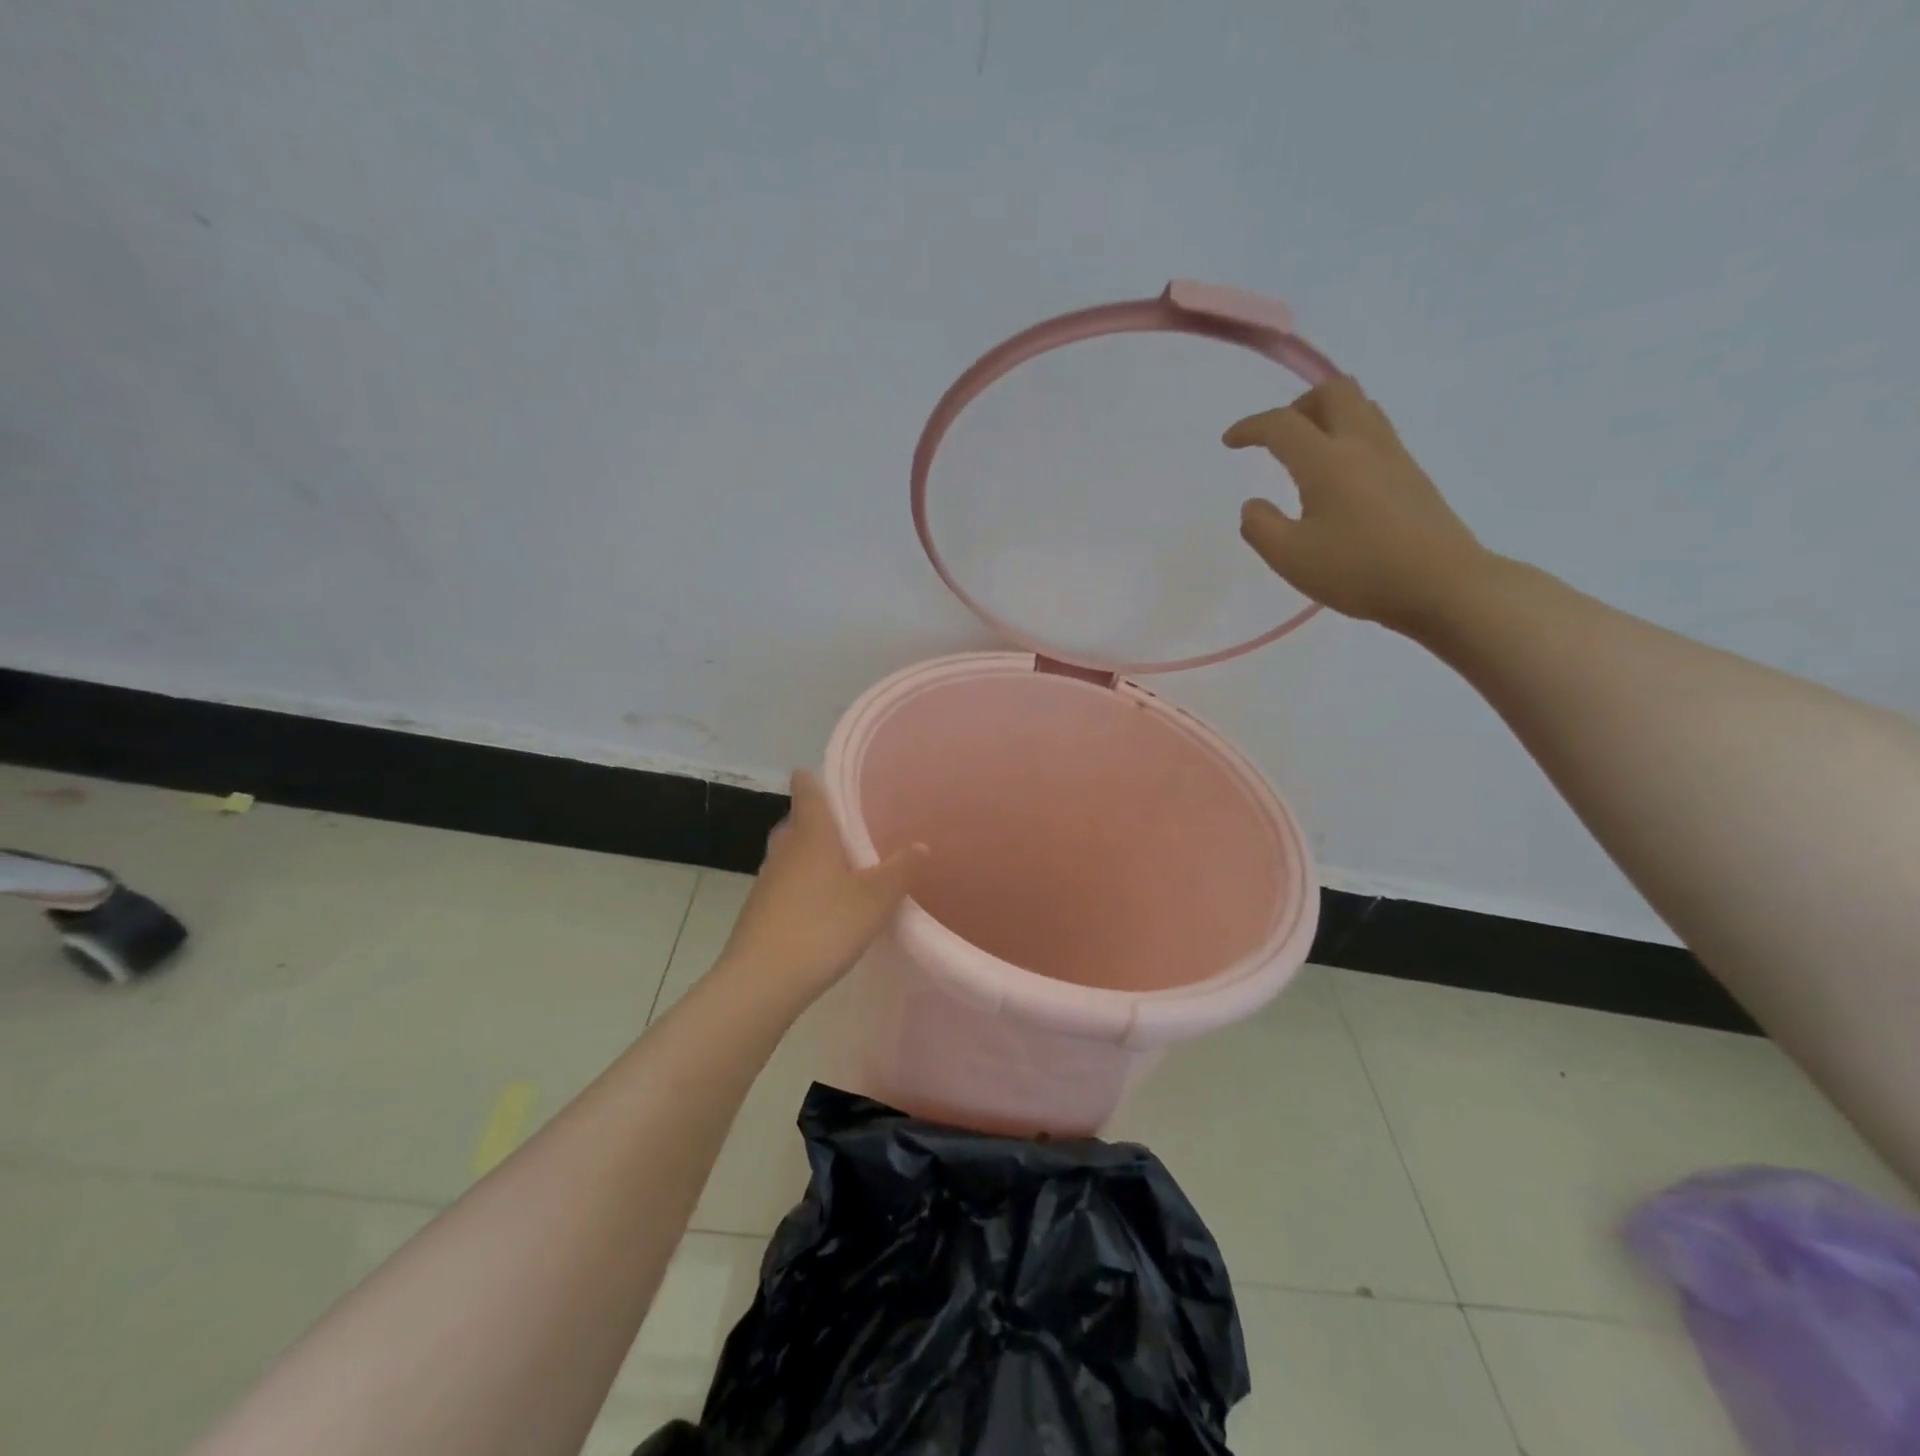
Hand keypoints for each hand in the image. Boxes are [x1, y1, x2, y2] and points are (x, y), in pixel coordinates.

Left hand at [716, 770, 926, 999]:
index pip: (807, 790)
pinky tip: (823, 905)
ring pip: (792, 855)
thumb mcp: (875, 899)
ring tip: (843, 867)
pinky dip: (804, 885)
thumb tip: (920, 845)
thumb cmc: (823, 926)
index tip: (826, 775)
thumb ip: (900, 870)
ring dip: (812, 856)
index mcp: (812, 835)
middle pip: (798, 822)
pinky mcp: (760, 911)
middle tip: (850, 828)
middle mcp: (785, 849)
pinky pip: (786, 884)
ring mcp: (768, 881)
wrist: (761, 981)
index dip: (814, 778)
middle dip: (820, 821)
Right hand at [1225, 377, 1492, 630]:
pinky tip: (1338, 479)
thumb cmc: (1359, 571)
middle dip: (1297, 405)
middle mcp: (1362, 445)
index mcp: (1327, 462)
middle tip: (1277, 438)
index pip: (1283, 425)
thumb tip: (1253, 505)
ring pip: (1360, 408)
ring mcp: (1394, 457)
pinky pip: (1376, 434)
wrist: (1443, 585)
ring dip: (1327, 417)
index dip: (1251, 427)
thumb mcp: (1291, 558)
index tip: (1230, 441)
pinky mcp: (1412, 476)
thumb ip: (1261, 527)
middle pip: (1333, 392)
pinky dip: (1348, 438)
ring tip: (1306, 453)